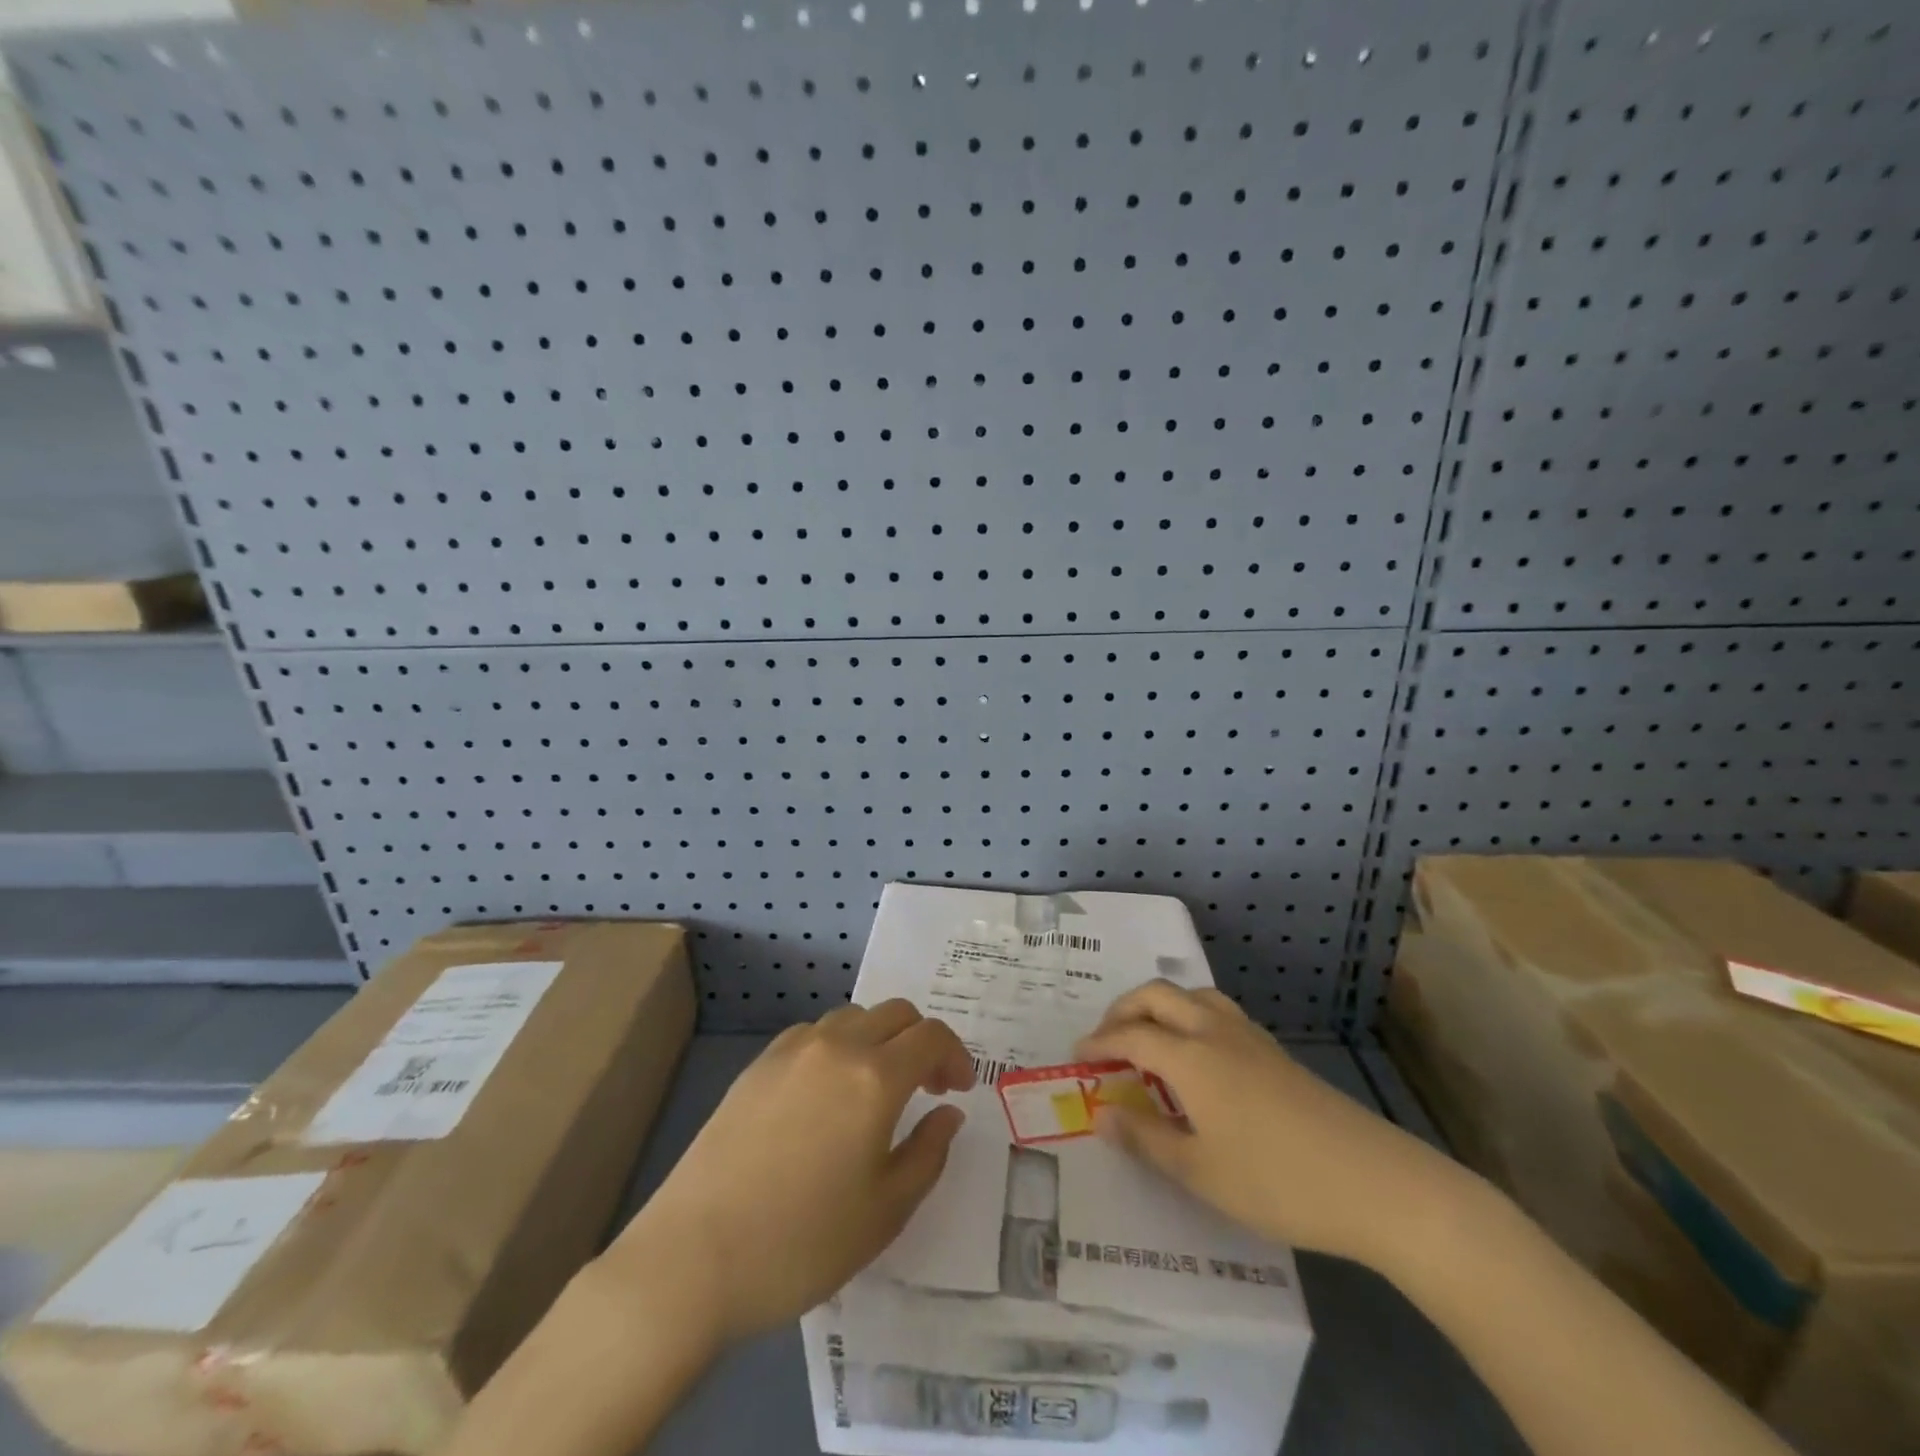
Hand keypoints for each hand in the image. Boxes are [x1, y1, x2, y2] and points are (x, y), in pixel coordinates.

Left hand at [605, 999, 973, 1342]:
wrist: (692, 1258)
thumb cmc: (801, 1243)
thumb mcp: (885, 1212)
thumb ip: (928, 1153)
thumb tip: (948, 1113)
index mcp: (875, 1078)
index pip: (931, 1036)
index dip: (955, 1056)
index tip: (957, 1090)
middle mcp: (837, 1047)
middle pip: (895, 1013)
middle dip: (922, 1040)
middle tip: (926, 1087)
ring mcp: (791, 1050)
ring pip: (853, 1018)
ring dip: (879, 1040)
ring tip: (876, 1089)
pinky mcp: (757, 1064)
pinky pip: (813, 1034)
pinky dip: (838, 1046)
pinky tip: (826, 1093)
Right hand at [1076, 981, 1470, 1267]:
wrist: (1374, 1182)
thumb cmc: (1276, 1181)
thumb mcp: (1199, 1172)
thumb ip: (1145, 1138)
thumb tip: (1101, 1112)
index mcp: (1190, 1057)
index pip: (1131, 1035)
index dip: (1099, 1043)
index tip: (1077, 1056)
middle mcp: (1215, 1032)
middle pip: (1158, 996)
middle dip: (1124, 1009)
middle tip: (1106, 1039)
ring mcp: (1250, 1038)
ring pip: (1193, 995)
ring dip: (1160, 1005)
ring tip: (1148, 1037)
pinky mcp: (1275, 1052)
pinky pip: (1218, 1011)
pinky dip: (1190, 1016)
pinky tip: (1198, 1055)